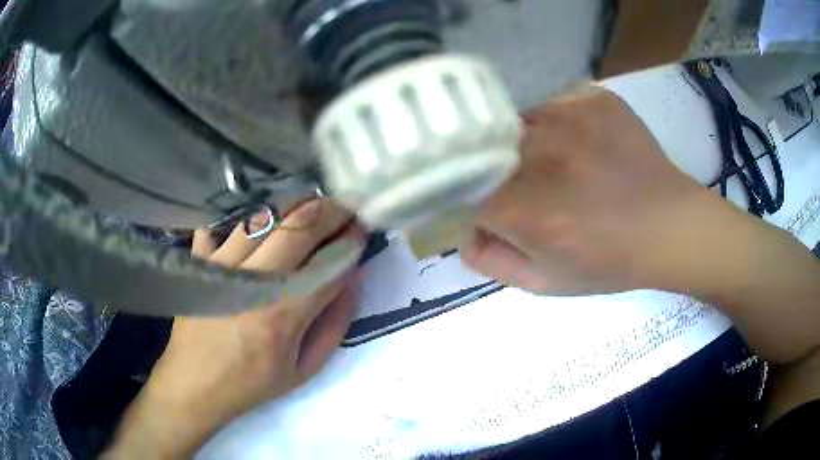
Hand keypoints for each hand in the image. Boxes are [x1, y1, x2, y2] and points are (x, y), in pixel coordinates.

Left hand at [105, 199, 362, 458]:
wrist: (194, 384)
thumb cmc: (252, 382)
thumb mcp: (305, 368)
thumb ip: (335, 322)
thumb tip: (354, 276)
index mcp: (283, 314)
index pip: (330, 261)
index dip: (353, 240)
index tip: (364, 229)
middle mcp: (253, 280)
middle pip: (300, 226)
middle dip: (332, 210)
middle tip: (346, 208)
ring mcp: (221, 264)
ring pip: (266, 214)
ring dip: (297, 204)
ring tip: (313, 206)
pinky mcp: (200, 259)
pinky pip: (225, 220)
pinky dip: (247, 211)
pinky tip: (264, 214)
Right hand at [462, 87, 712, 294]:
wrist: (670, 226)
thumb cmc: (610, 263)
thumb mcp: (545, 282)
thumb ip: (492, 262)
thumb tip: (462, 233)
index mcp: (525, 208)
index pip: (461, 190)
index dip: (468, 200)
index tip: (484, 209)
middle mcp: (540, 155)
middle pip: (485, 150)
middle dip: (493, 172)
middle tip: (525, 190)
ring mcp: (569, 118)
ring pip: (517, 122)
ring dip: (523, 144)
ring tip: (555, 165)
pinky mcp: (593, 99)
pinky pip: (552, 105)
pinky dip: (554, 124)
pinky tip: (578, 145)